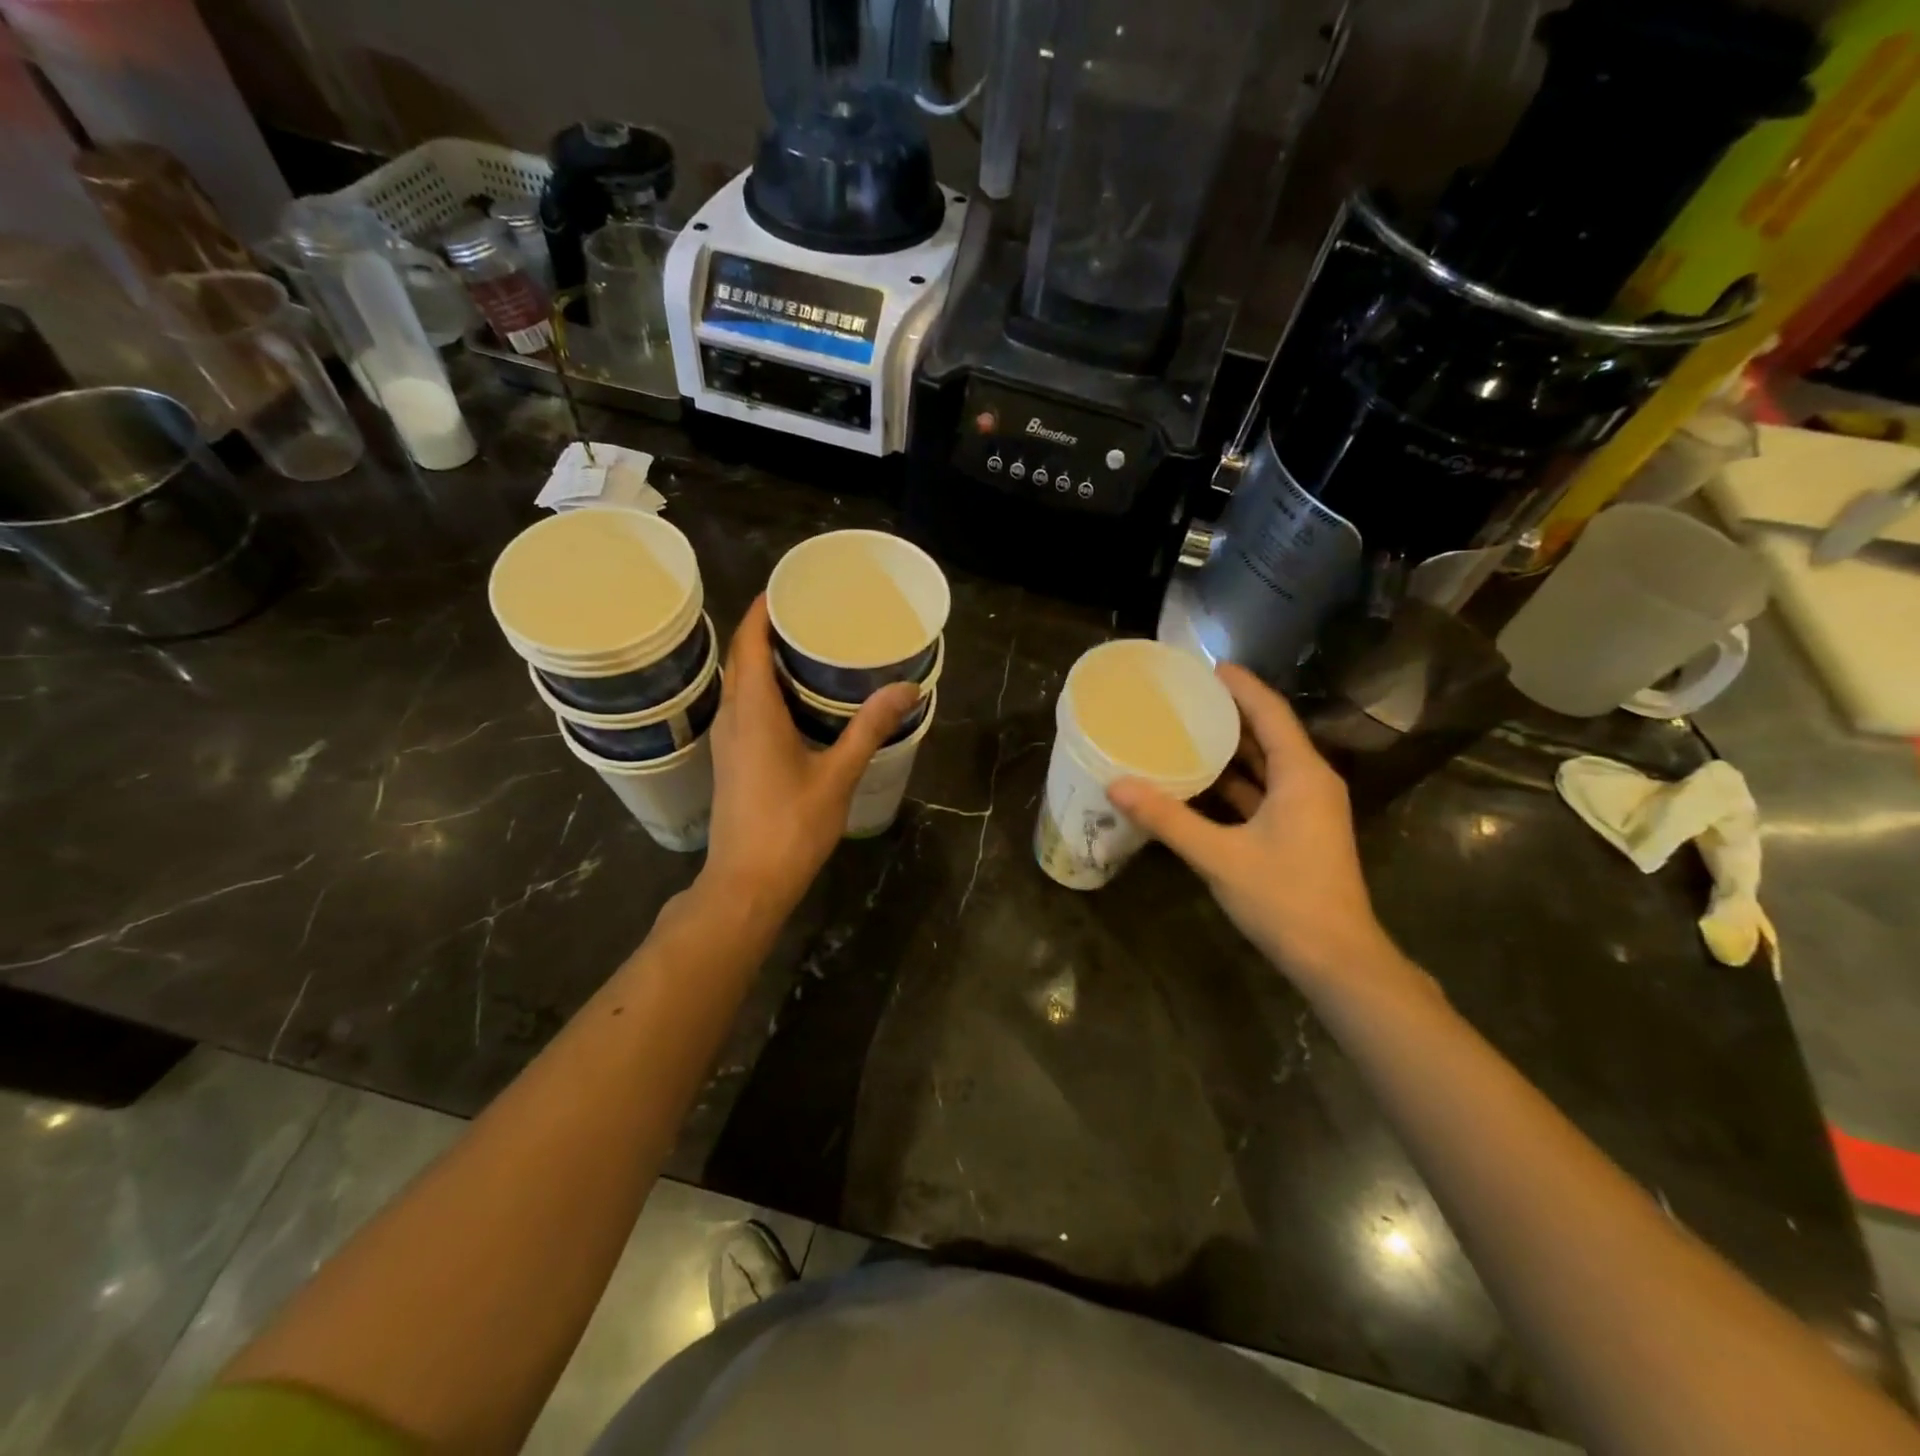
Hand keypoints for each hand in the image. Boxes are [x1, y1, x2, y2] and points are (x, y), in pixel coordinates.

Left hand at [701, 595, 916, 917]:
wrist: (746, 883)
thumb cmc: (791, 827)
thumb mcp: (838, 775)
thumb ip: (869, 728)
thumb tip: (907, 688)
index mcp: (753, 710)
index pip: (749, 640)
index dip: (764, 608)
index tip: (794, 586)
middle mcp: (732, 715)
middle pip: (743, 656)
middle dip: (771, 628)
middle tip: (814, 613)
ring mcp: (727, 738)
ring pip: (742, 682)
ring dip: (766, 658)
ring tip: (810, 647)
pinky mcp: (731, 758)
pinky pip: (744, 705)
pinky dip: (765, 687)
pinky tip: (798, 698)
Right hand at [1107, 664, 1399, 987]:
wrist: (1336, 959)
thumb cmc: (1284, 898)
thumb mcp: (1219, 856)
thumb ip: (1168, 819)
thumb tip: (1117, 785)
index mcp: (1302, 774)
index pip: (1270, 712)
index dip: (1240, 685)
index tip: (1205, 666)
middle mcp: (1310, 782)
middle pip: (1269, 733)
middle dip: (1230, 712)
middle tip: (1185, 696)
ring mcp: (1307, 808)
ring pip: (1266, 764)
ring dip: (1231, 748)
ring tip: (1185, 729)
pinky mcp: (1299, 831)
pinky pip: (1264, 791)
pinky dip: (1235, 782)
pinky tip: (1199, 781)